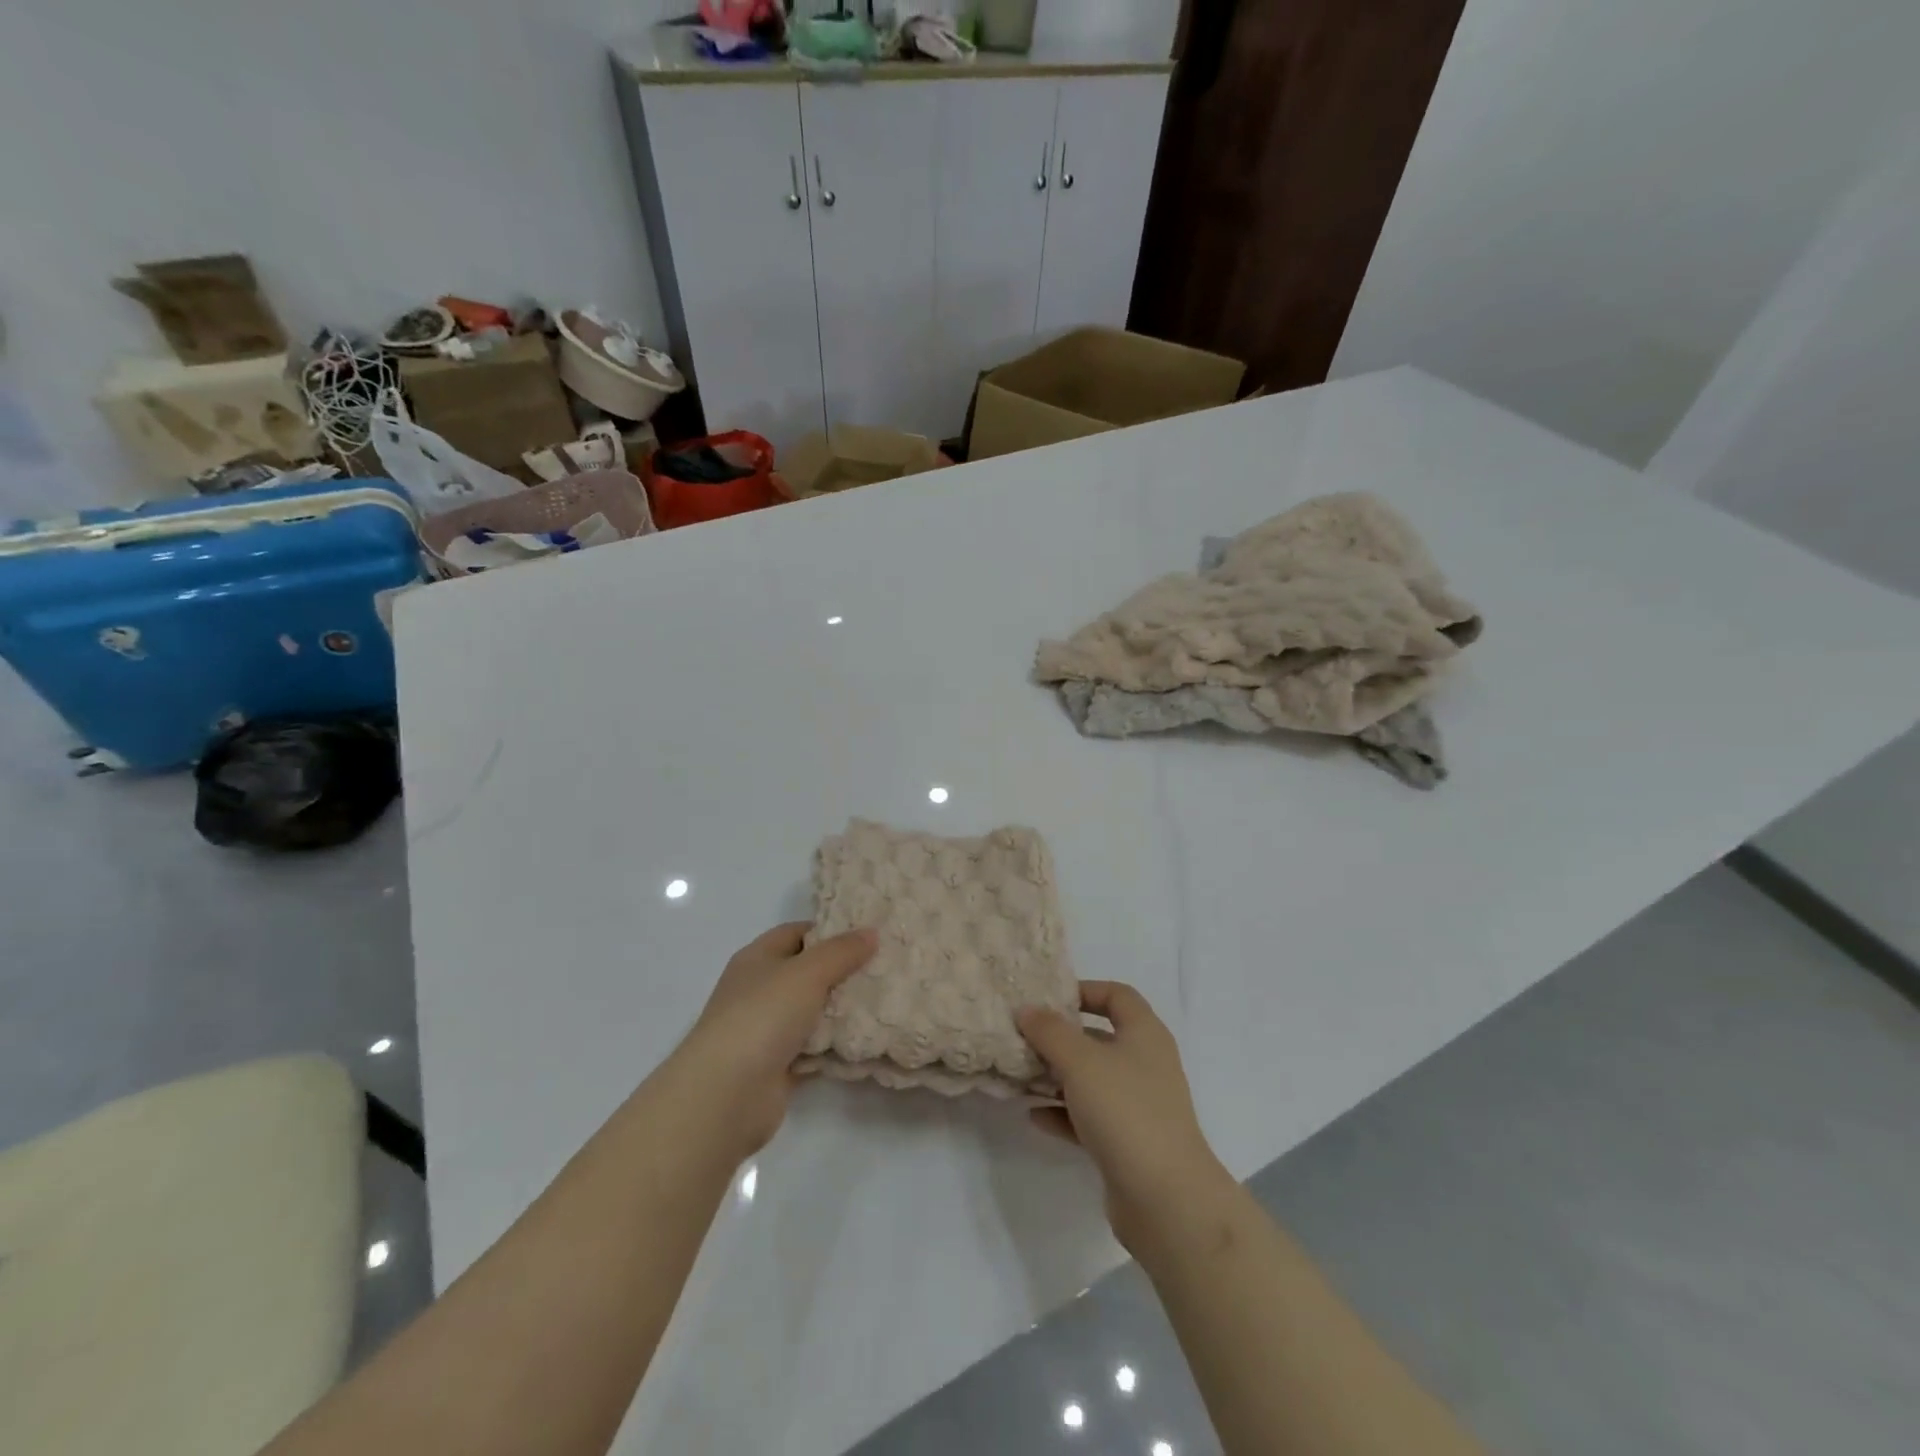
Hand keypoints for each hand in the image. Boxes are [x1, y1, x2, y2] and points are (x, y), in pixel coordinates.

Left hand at [670, 922, 876, 1161]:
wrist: (727, 1094)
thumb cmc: (763, 1016)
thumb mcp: (807, 972)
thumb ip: (841, 952)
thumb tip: (871, 932)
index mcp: (757, 959)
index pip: (797, 933)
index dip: (830, 930)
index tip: (868, 935)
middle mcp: (760, 990)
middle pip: (807, 973)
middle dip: (843, 971)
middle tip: (884, 968)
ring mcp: (767, 1030)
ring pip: (812, 1012)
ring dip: (842, 1011)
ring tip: (884, 1002)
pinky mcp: (778, 1065)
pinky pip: (814, 1048)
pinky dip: (835, 1046)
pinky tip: (866, 1040)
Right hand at [1018, 982, 1231, 1251]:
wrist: (1166, 1199)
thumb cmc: (1126, 1111)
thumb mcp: (1081, 1061)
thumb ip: (1050, 1031)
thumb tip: (1027, 1009)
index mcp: (1144, 1034)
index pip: (1117, 995)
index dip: (1085, 990)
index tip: (1049, 998)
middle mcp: (1145, 1064)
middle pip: (1100, 1038)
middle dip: (1062, 1037)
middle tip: (1024, 1037)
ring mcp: (1138, 1106)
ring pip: (1092, 1080)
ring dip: (1058, 1077)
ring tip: (1021, 1075)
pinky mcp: (1128, 1143)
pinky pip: (1089, 1118)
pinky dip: (1063, 1113)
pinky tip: (1033, 1116)